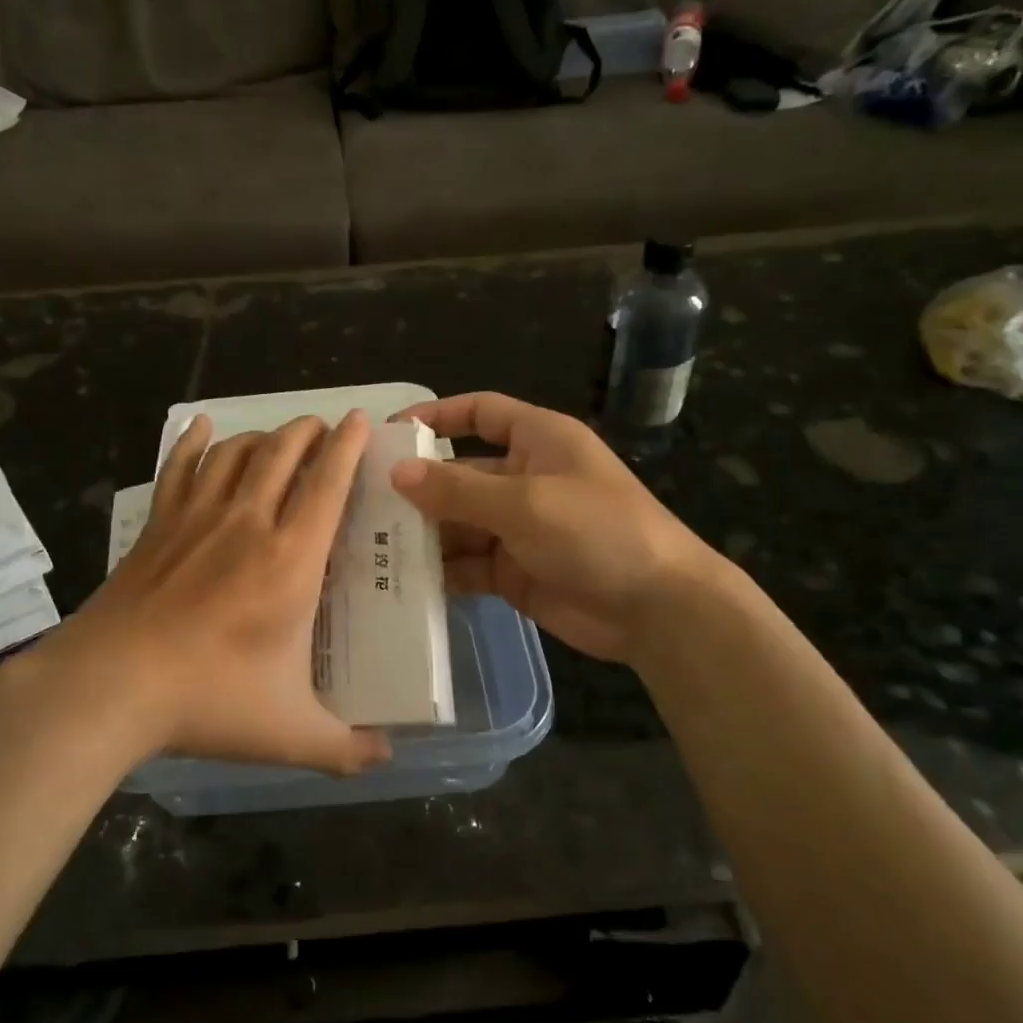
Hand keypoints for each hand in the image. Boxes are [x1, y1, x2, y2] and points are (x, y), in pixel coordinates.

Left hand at [27, 411, 391, 775]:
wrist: (110, 686)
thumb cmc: (208, 700)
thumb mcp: (289, 734)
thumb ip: (344, 748)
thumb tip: (387, 759)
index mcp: (291, 560)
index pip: (328, 484)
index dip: (346, 447)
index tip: (357, 419)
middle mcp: (248, 523)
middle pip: (282, 453)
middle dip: (307, 431)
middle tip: (322, 426)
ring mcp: (197, 519)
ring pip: (235, 454)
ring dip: (261, 435)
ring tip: (277, 435)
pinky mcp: (157, 527)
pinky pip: (178, 469)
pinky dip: (191, 442)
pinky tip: (199, 426)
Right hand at [390, 392, 720, 661]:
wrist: (658, 609)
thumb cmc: (598, 532)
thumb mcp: (525, 502)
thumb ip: (457, 489)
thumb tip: (397, 473)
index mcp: (537, 441)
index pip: (481, 413)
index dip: (437, 416)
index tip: (391, 433)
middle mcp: (524, 479)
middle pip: (460, 473)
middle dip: (418, 487)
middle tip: (364, 503)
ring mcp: (519, 527)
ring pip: (459, 522)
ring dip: (424, 532)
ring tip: (372, 544)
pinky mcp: (515, 571)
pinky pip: (468, 563)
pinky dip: (442, 570)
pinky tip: (402, 578)